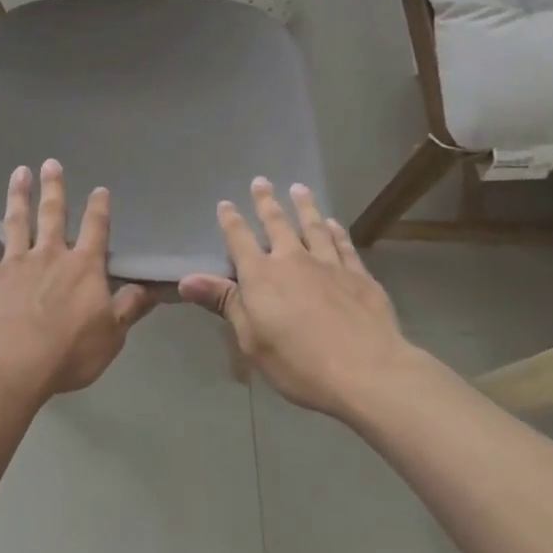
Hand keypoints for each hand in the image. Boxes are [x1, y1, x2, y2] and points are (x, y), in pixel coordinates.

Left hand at [0, 160, 156, 399]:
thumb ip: (129, 307)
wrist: (14, 362)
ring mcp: (15, 262)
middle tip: (50, 162)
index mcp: (83, 267)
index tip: (99, 189)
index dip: (98, 209)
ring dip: (18, 196)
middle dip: (53, 188)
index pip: (95, 230)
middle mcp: (49, 255)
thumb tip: (151, 286)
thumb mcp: (112, 334)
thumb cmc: (69, 351)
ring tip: (19, 172)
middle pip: (53, 215)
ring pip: (17, 221)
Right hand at [180, 179, 413, 418]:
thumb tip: (185, 279)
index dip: (230, 221)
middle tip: (261, 181)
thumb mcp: (251, 338)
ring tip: (299, 188)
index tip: (225, 204)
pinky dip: (337, 232)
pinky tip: (335, 224)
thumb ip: (224, 302)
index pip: (240, 240)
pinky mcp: (359, 277)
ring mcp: (329, 265)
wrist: (367, 371)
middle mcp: (293, 260)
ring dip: (305, 207)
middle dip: (266, 202)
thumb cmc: (298, 362)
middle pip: (277, 223)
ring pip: (314, 227)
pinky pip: (344, 246)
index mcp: (261, 275)